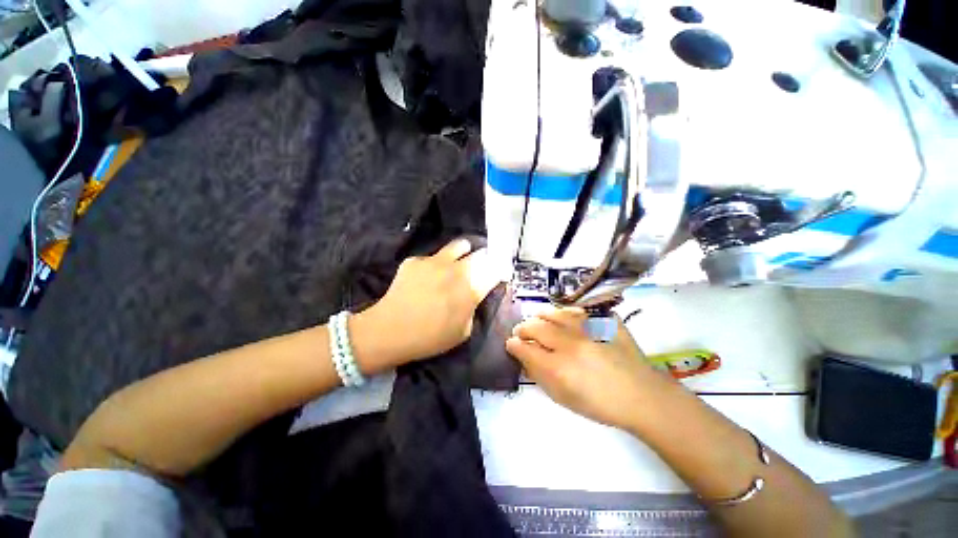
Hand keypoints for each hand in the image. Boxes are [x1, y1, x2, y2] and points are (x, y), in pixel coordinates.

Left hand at [353, 239, 498, 371]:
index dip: (499, 271)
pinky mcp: (417, 260)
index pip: (495, 270)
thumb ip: (473, 310)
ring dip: (465, 252)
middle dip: (485, 260)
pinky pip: (433, 256)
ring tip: (460, 261)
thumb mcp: (463, 332)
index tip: (497, 275)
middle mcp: (457, 270)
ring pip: (460, 245)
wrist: (389, 331)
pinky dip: (437, 263)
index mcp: (471, 289)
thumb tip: (475, 296)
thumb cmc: (430, 338)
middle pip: (482, 254)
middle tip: (481, 268)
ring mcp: (435, 261)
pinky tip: (428, 276)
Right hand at [506, 309, 671, 430]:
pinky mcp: (603, 322)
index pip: (525, 348)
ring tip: (538, 320)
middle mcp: (570, 344)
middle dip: (523, 328)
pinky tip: (563, 318)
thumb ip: (539, 376)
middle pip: (536, 327)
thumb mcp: (563, 398)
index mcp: (559, 368)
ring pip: (554, 313)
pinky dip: (565, 313)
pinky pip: (578, 311)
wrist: (641, 396)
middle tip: (521, 332)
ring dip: (541, 316)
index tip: (511, 343)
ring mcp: (588, 329)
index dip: (514, 344)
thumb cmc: (599, 404)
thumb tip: (524, 357)